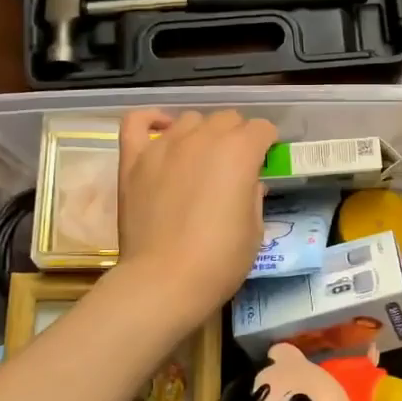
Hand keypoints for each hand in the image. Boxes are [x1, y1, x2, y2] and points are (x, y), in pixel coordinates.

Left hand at [115, 109, 276, 325]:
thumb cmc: (219, 261)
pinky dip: (152, 121)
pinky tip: (161, 131)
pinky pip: (138, 122)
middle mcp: (203, 138)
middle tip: (234, 165)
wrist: (164, 282)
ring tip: (200, 158)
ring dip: (201, 133)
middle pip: (227, 119)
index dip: (267, 144)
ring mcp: (164, 146)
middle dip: (237, 136)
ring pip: (190, 119)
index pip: (261, 129)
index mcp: (239, 152)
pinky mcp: (134, 159)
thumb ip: (253, 195)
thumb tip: (248, 182)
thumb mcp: (254, 230)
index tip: (264, 163)